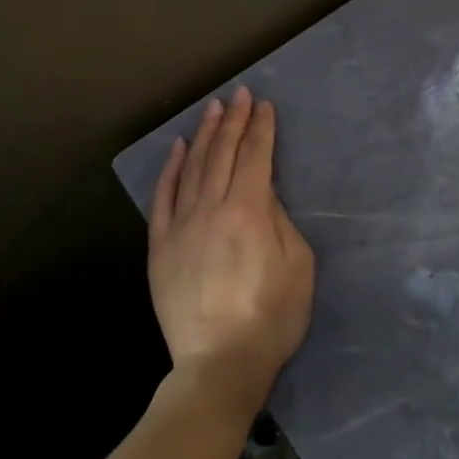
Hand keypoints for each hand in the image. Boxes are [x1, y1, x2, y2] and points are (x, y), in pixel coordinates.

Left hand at [149, 87, 314, 422]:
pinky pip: (163, 197)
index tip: (264, 105)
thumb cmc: (271, 317)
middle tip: (240, 95)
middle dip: (234, 121)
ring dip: (205, 135)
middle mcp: (211, 208)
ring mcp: (181, 226)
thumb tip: (264, 195)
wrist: (220, 363)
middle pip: (223, 154)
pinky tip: (179, 149)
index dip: (261, 128)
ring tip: (213, 110)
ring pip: (192, 168)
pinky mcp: (160, 246)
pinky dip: (171, 169)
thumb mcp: (298, 265)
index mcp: (249, 211)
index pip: (255, 157)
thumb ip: (280, 221)